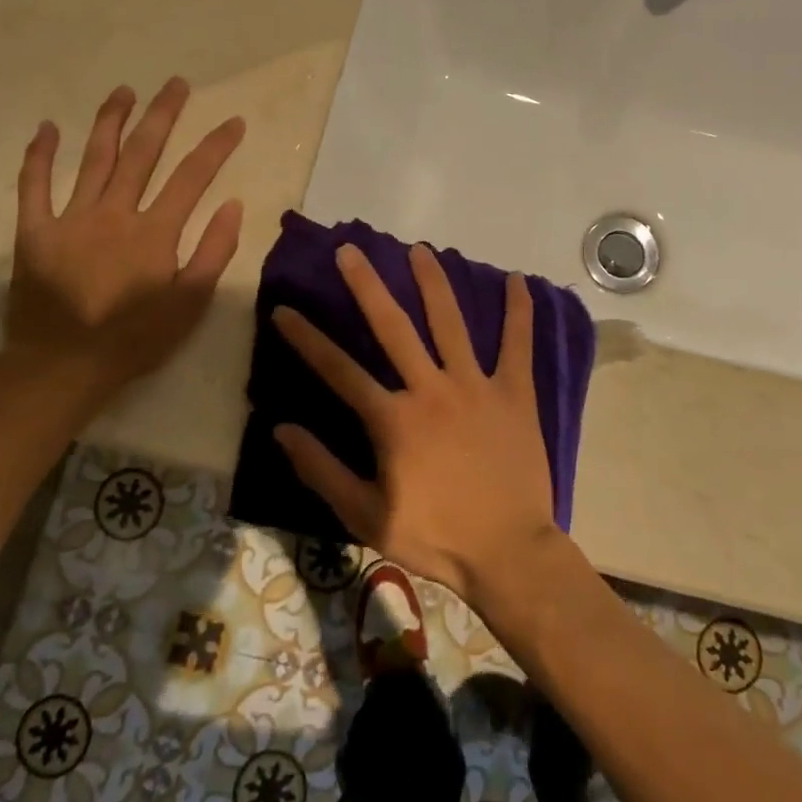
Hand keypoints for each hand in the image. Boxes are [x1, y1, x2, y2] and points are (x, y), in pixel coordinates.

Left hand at [3, 77, 243, 398]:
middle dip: (163, 114)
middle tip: (176, 83)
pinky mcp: (34, 232)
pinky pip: (33, 186)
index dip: (216, 145)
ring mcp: (70, 218)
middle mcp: (114, 213)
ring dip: (110, 120)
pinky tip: (47, 127)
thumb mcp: (190, 303)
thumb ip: (214, 251)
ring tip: (124, 90)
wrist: (61, 368)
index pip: (192, 176)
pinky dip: (39, 155)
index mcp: (154, 231)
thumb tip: (233, 204)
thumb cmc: (134, 339)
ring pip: (93, 158)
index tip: (233, 121)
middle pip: (142, 152)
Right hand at [271, 242, 557, 602]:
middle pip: (393, 327)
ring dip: (434, 283)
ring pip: (451, 323)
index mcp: (393, 419)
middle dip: (368, 286)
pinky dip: (519, 312)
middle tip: (350, 250)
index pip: (339, 370)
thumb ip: (322, 471)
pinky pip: (518, 345)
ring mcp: (476, 386)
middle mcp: (431, 389)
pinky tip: (519, 280)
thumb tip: (282, 431)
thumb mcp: (367, 517)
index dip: (308, 339)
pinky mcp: (514, 393)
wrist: (509, 551)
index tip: (284, 310)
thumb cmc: (436, 537)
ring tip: (420, 250)